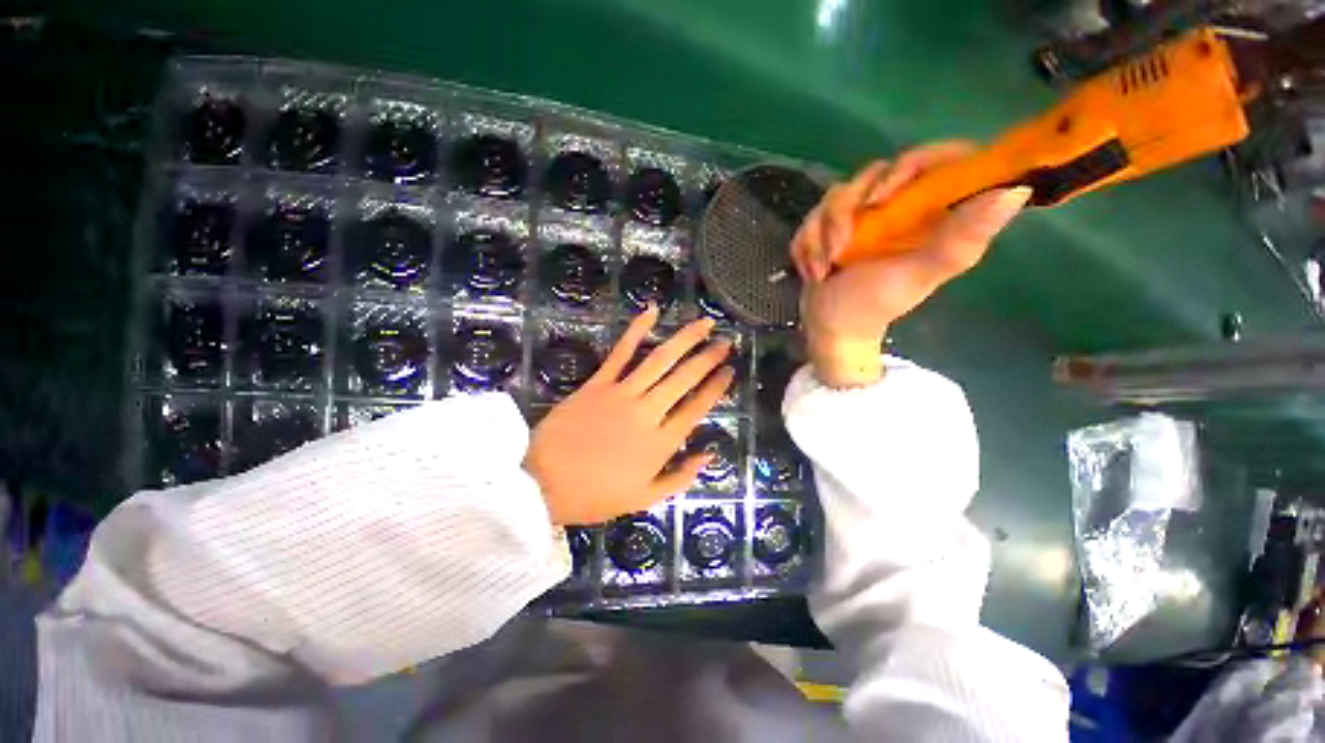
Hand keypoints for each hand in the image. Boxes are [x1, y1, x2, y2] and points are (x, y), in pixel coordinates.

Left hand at [525, 307, 734, 524]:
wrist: (541, 483)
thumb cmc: (594, 495)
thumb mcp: (644, 499)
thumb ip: (680, 477)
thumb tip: (709, 454)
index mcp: (660, 443)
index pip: (697, 408)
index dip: (716, 387)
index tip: (730, 370)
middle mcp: (647, 412)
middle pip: (684, 379)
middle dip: (708, 357)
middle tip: (725, 341)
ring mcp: (622, 394)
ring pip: (660, 360)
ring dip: (685, 339)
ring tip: (704, 323)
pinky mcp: (598, 383)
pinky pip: (621, 353)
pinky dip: (636, 330)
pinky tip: (651, 311)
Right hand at [790, 142, 1031, 387]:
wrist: (833, 326)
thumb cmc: (878, 303)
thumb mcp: (921, 273)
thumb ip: (962, 237)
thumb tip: (1018, 190)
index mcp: (931, 211)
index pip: (939, 160)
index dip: (913, 164)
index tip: (886, 196)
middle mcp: (898, 207)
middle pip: (874, 173)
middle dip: (847, 211)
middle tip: (842, 245)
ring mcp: (861, 217)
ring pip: (836, 196)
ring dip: (822, 235)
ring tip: (824, 268)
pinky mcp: (831, 228)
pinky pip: (812, 218)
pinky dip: (806, 246)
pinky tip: (814, 271)